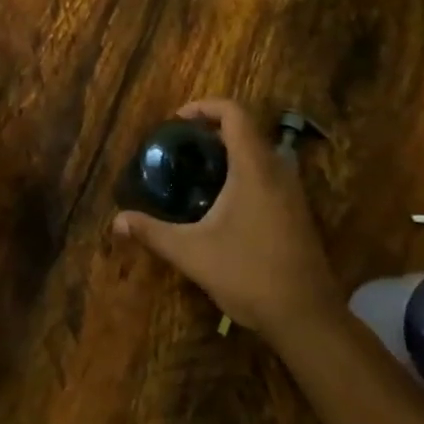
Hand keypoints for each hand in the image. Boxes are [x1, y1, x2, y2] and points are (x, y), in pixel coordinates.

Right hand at [113, 98, 339, 342]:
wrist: (306, 316)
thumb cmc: (249, 274)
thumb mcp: (192, 253)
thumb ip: (153, 233)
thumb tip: (116, 221)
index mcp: (254, 168)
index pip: (234, 113)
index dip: (205, 107)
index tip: (177, 121)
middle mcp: (277, 170)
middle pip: (246, 130)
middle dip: (212, 130)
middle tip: (181, 147)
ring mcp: (292, 191)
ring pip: (260, 152)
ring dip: (230, 152)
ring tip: (197, 171)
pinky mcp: (298, 211)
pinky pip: (269, 174)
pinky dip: (244, 172)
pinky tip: (222, 203)